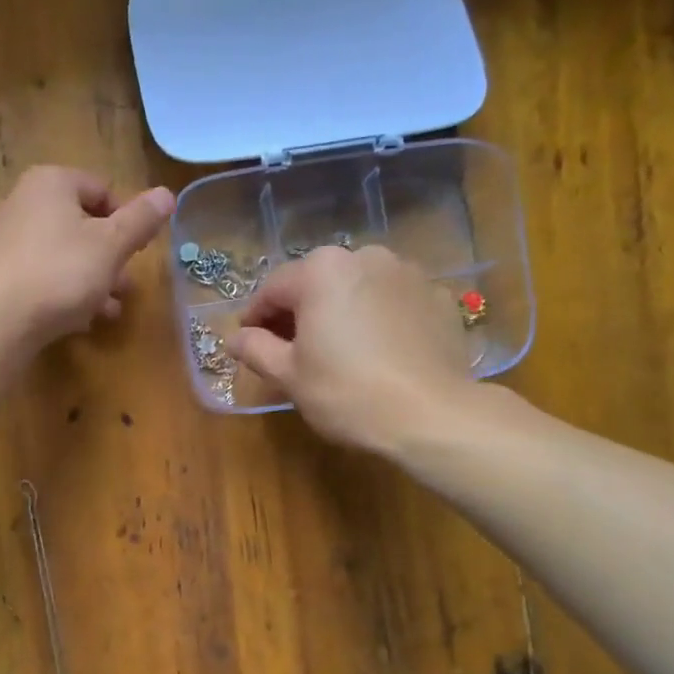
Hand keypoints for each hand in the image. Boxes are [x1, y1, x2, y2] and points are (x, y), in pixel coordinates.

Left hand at [0, 166, 174, 347]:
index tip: (137, 251)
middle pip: (82, 224)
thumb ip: (141, 220)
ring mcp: (8, 241)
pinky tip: (80, 320)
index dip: (126, 219)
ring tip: (110, 310)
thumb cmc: (59, 272)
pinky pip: (43, 278)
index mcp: (52, 183)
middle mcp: (25, 203)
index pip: (101, 189)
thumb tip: (168, 194)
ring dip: (93, 281)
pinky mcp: (0, 276)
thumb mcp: (111, 245)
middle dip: (110, 257)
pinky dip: (65, 294)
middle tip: (127, 286)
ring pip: (64, 255)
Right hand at [229, 247, 500, 453]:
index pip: (273, 289)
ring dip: (341, 311)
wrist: (431, 415)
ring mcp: (408, 274)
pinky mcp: (438, 297)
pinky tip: (379, 353)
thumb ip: (256, 349)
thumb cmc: (347, 393)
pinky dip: (380, 319)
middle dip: (300, 312)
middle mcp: (365, 257)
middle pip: (317, 283)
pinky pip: (394, 303)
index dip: (255, 317)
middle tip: (290, 350)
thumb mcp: (289, 375)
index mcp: (321, 271)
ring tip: (338, 350)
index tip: (249, 343)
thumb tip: (234, 338)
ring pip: (358, 289)